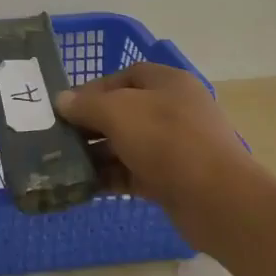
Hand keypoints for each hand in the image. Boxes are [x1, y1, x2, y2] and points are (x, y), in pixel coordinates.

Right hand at [56, 63, 257, 244]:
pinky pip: (134, 173)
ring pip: (127, 144)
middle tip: (59, 137)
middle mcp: (174, 110)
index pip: (126, 76)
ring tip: (65, 163)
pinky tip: (84, 185)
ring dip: (97, 154)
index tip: (66, 106)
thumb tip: (62, 100)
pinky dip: (110, 177)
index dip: (94, 88)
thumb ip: (86, 105)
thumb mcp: (118, 112)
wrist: (216, 199)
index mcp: (168, 83)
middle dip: (91, 124)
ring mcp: (176, 147)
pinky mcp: (173, 180)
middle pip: (124, 111)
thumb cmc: (166, 140)